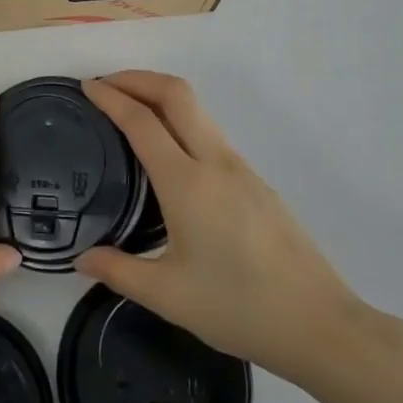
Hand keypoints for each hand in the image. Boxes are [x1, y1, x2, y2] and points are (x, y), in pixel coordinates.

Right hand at [77, 72, 378, 389]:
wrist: (320, 324)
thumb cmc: (239, 308)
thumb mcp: (169, 297)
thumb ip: (119, 272)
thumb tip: (82, 260)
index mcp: (187, 183)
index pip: (142, 121)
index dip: (111, 97)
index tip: (87, 87)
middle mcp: (214, 161)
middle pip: (175, 93)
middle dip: (137, 78)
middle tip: (106, 85)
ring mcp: (239, 167)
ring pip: (196, 109)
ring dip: (160, 96)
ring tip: (130, 112)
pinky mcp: (255, 180)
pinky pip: (209, 132)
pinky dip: (179, 121)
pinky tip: (168, 153)